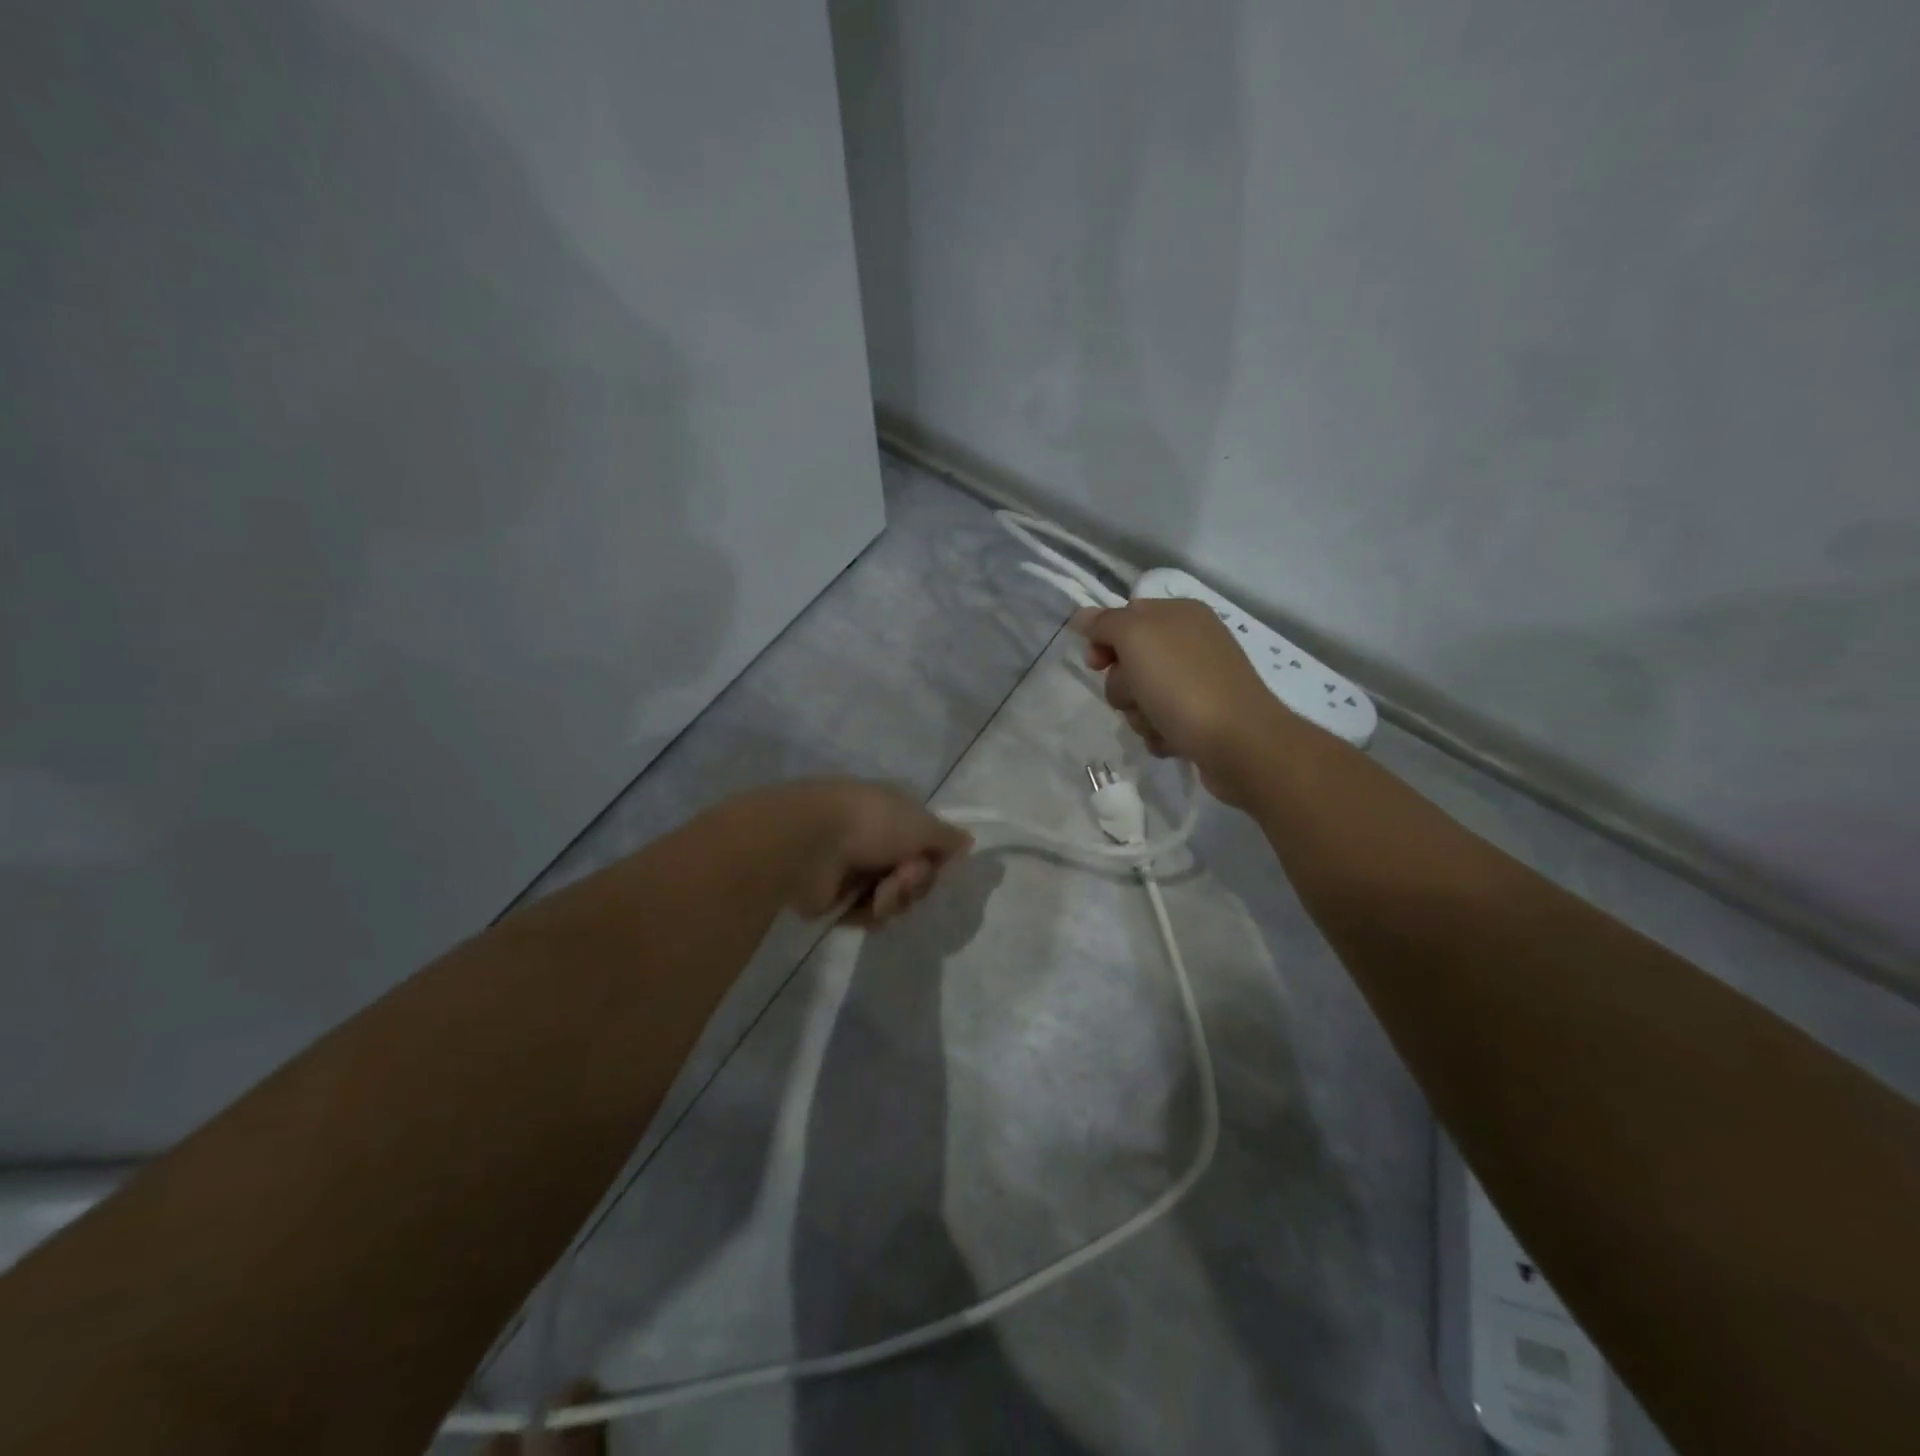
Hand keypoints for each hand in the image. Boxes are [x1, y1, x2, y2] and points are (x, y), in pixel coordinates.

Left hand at [772, 779, 972, 925]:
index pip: (929, 841)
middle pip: (915, 873)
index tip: (938, 862)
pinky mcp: (836, 897)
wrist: (807, 844)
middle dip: (915, 881)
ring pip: (894, 897)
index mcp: (894, 812)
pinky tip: (863, 906)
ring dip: (895, 898)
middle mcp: (876, 837)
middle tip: (902, 878)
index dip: (937, 857)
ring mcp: (855, 867)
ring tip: (879, 894)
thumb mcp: (921, 824)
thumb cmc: (869, 824)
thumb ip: (946, 838)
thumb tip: (967, 841)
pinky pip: (868, 914)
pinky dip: (870, 913)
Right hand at [1072, 600, 1289, 804]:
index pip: (1124, 617)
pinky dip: (1159, 733)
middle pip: (1129, 661)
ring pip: (1140, 696)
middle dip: (1122, 685)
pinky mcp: (1201, 718)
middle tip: (1136, 695)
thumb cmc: (1182, 684)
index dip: (1103, 640)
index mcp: (1179, 614)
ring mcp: (1198, 682)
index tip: (1096, 664)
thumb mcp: (1135, 638)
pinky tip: (1172, 739)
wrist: (1237, 743)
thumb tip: (1083, 615)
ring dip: (1138, 714)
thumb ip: (1105, 623)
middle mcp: (1191, 643)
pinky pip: (1160, 722)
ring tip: (1158, 723)